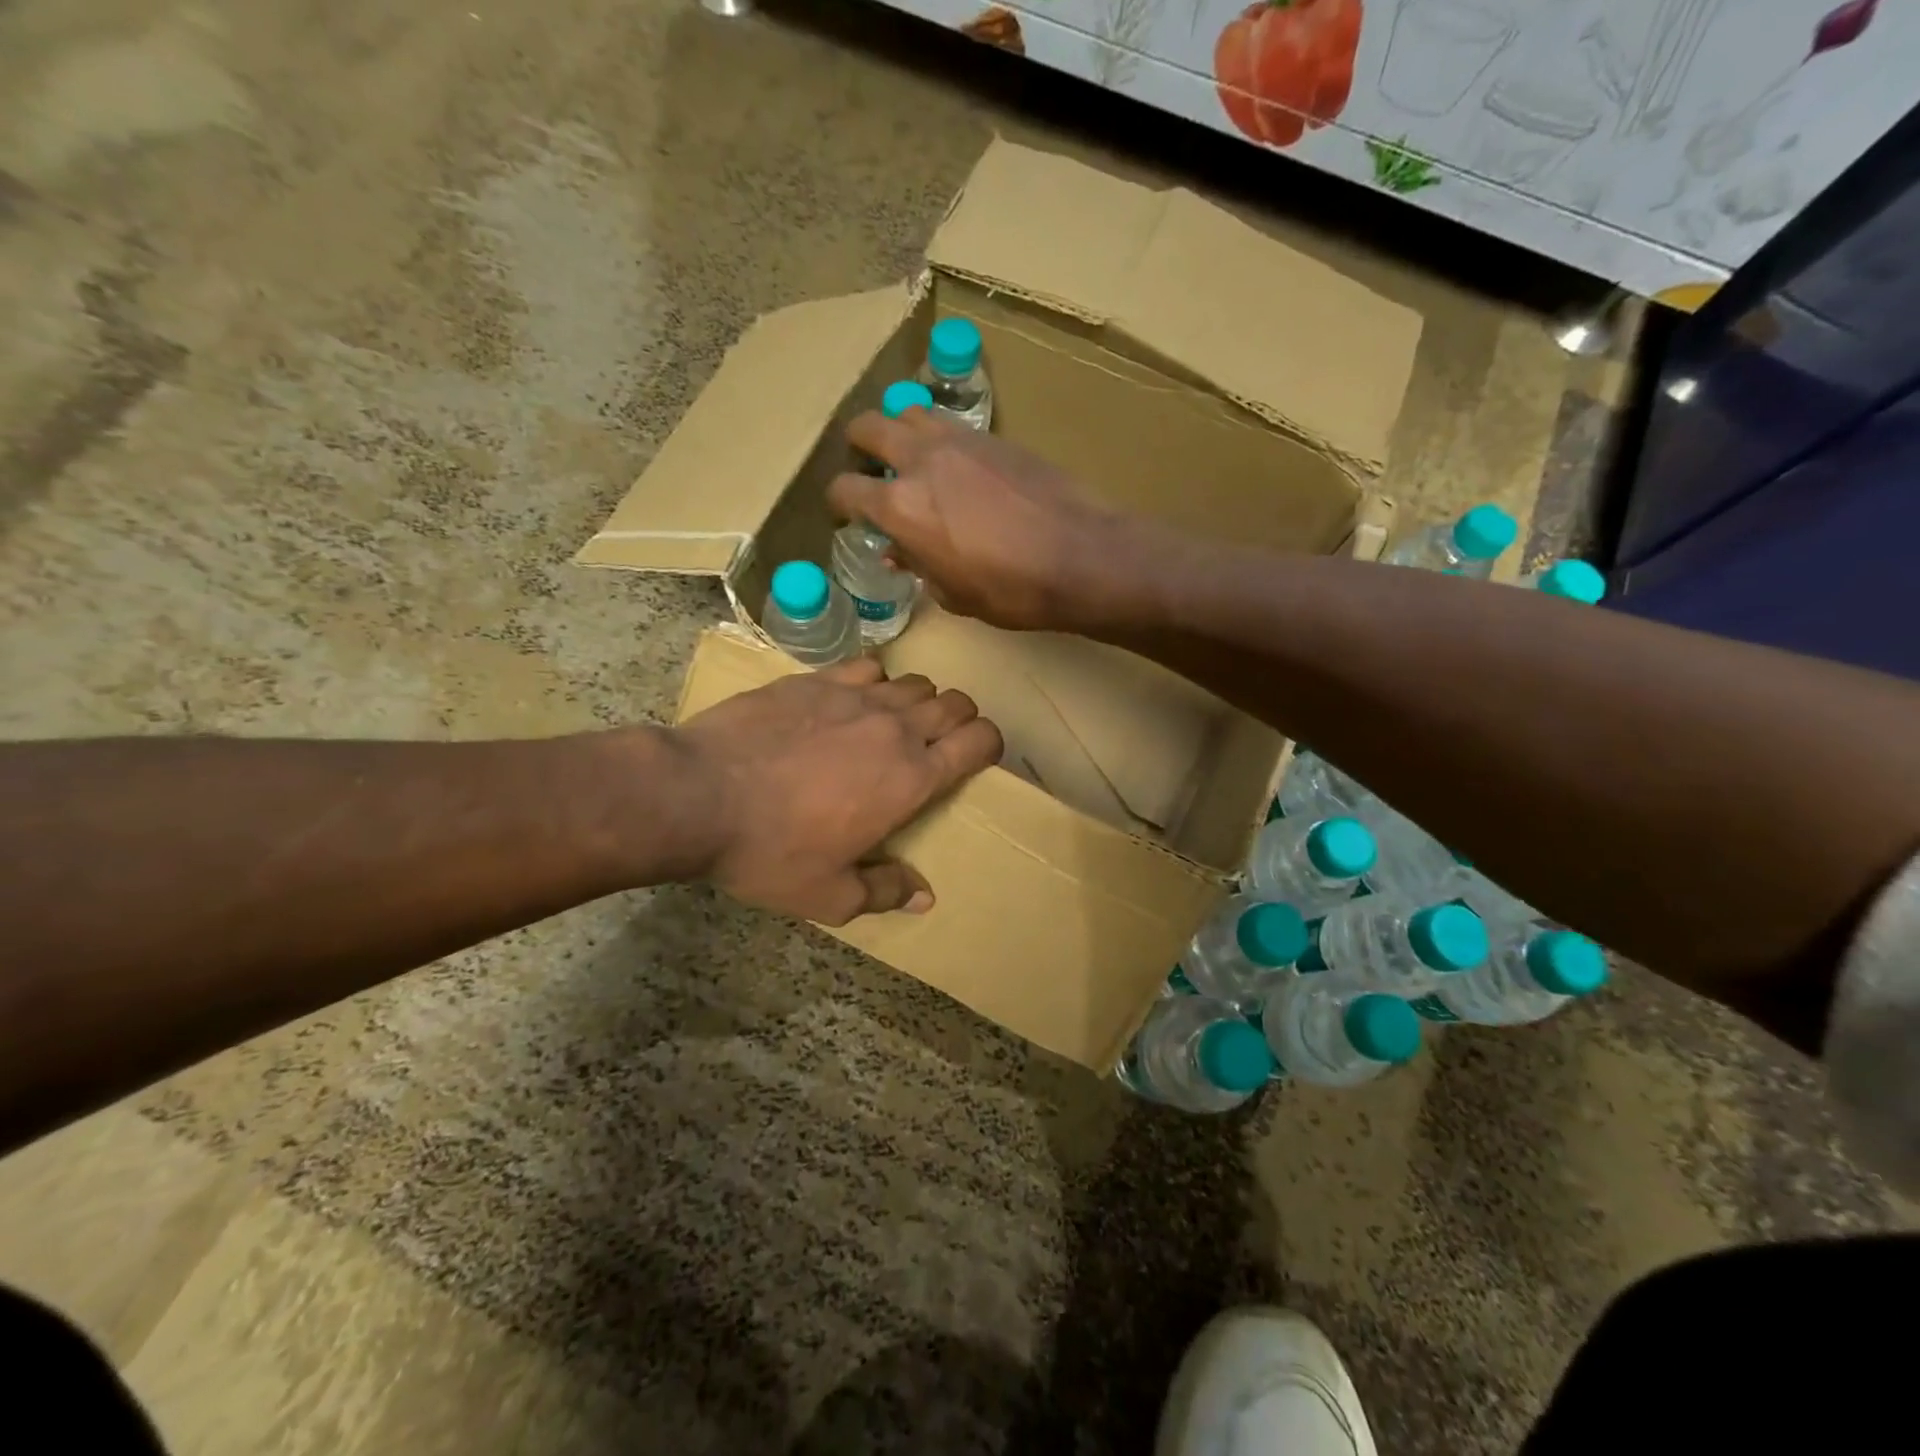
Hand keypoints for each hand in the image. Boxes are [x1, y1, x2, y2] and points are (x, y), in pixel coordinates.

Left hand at [676, 658, 1001, 924]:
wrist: (698, 795)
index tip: (979, 756)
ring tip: (896, 723)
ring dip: (919, 700)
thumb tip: (924, 895)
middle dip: (960, 720)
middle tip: (941, 742)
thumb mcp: (830, 894)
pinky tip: (854, 699)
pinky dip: (875, 680)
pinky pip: (867, 666)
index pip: (978, 741)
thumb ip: (885, 891)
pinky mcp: (816, 679)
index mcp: (912, 778)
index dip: (990, 744)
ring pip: (915, 682)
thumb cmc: (770, 852)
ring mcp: (855, 697)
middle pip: (954, 703)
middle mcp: (895, 728)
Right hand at [827, 407, 1149, 630]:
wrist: (1080, 556)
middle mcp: (921, 460)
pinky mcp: (994, 436)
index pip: (846, 489)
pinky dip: (940, 436)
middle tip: (868, 465)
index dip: (839, 502)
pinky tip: (956, 463)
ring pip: (910, 410)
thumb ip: (918, 566)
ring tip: (912, 456)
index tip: (847, 513)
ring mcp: (959, 440)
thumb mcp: (953, 594)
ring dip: (900, 429)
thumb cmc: (1011, 590)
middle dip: (859, 445)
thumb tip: (899, 552)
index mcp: (900, 506)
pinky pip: (951, 423)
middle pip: (868, 427)